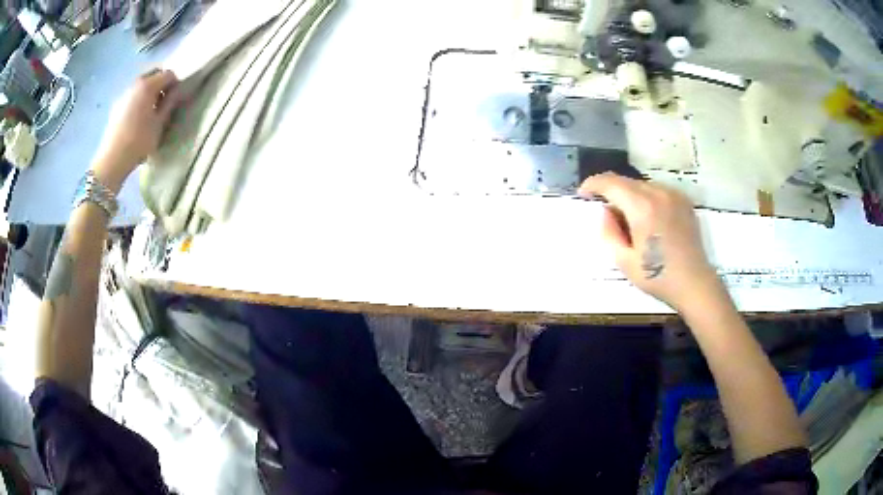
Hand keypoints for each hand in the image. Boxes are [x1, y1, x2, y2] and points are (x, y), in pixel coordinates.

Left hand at [92, 69, 181, 192]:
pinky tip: (138, 117)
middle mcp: (135, 84)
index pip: (168, 74)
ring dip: (149, 91)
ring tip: (150, 110)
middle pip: (154, 74)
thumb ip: (170, 103)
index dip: (175, 84)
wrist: (112, 160)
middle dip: (161, 83)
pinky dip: (138, 99)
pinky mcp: (116, 106)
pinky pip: (132, 95)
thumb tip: (178, 91)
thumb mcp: (160, 124)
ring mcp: (124, 94)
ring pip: (142, 84)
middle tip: (164, 102)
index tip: (175, 99)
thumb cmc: (139, 141)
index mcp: (148, 85)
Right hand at [578, 172, 721, 311]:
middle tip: (608, 214)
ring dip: (630, 196)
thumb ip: (609, 232)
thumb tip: (606, 212)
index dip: (593, 184)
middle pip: (626, 181)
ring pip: (642, 185)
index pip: (610, 182)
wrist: (694, 282)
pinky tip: (650, 220)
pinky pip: (657, 191)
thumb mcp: (624, 261)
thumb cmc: (657, 276)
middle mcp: (658, 193)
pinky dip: (647, 199)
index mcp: (642, 207)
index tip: (584, 194)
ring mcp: (673, 194)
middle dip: (612, 192)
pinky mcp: (683, 200)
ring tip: (631, 220)